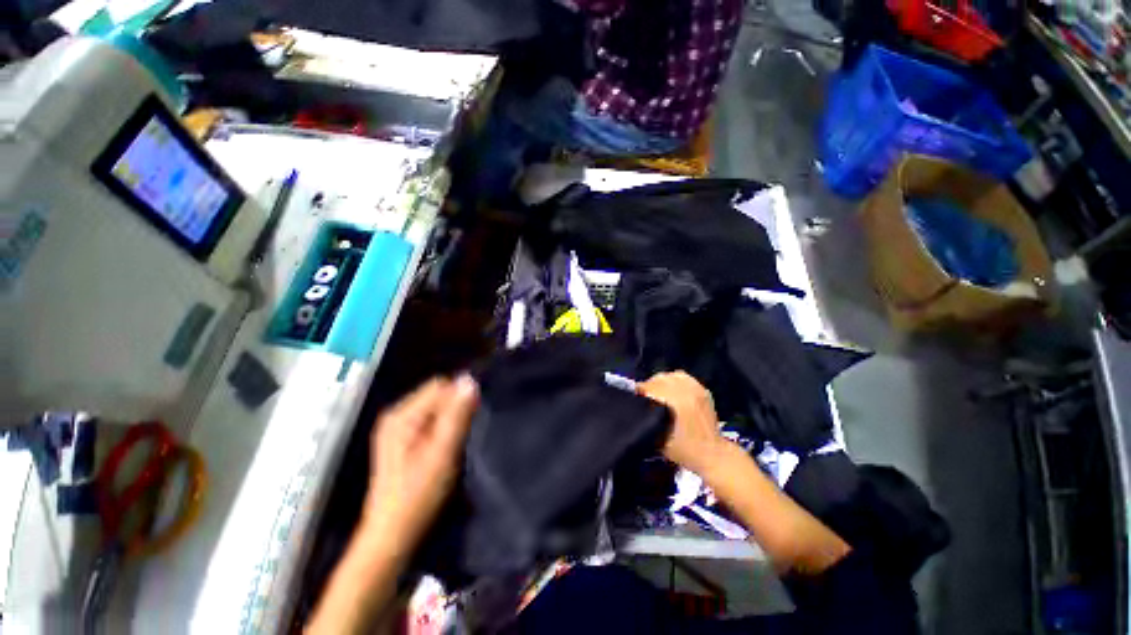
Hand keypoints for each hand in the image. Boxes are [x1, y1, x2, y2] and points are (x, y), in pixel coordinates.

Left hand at [362, 375, 478, 553]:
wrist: (391, 535)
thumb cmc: (418, 494)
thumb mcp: (443, 452)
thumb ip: (457, 415)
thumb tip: (470, 380)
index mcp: (402, 415)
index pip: (440, 386)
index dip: (459, 398)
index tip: (470, 421)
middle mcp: (396, 415)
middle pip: (436, 395)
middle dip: (454, 409)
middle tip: (461, 436)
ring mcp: (396, 429)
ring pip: (434, 409)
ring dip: (449, 420)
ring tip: (454, 444)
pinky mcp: (401, 441)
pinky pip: (429, 421)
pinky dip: (441, 429)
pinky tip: (443, 448)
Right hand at [638, 371, 725, 473]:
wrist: (713, 455)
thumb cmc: (683, 450)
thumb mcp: (658, 439)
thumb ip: (646, 420)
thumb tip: (638, 407)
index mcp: (675, 402)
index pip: (651, 386)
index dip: (640, 390)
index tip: (635, 396)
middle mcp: (686, 391)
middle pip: (660, 378)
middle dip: (650, 386)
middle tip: (645, 396)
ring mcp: (696, 389)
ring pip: (671, 375)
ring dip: (662, 382)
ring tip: (658, 392)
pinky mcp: (703, 390)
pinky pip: (684, 378)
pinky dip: (675, 381)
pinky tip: (672, 390)